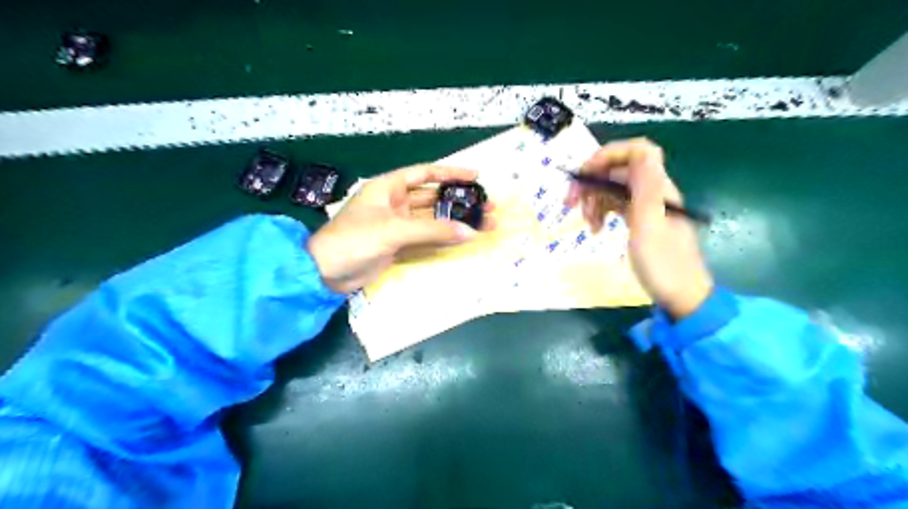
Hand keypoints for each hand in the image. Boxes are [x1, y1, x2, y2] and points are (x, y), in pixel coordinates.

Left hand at [305, 166, 494, 294]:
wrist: (326, 272)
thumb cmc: (354, 240)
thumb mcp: (393, 230)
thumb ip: (431, 230)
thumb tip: (469, 231)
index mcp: (388, 187)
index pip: (425, 173)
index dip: (451, 173)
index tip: (476, 176)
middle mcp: (395, 203)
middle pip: (433, 197)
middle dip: (459, 201)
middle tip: (487, 206)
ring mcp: (398, 225)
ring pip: (432, 219)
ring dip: (455, 221)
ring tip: (483, 224)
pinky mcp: (399, 244)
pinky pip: (426, 237)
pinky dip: (443, 238)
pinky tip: (462, 238)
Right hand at [565, 138, 712, 315]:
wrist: (681, 295)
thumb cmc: (663, 264)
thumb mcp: (649, 226)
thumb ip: (645, 187)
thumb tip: (641, 149)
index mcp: (658, 188)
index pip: (637, 151)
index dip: (609, 154)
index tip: (585, 174)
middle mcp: (652, 191)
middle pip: (618, 170)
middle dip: (591, 181)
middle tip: (570, 203)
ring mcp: (646, 206)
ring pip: (613, 189)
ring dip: (593, 200)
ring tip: (586, 224)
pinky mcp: (640, 220)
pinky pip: (615, 206)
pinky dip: (601, 212)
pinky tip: (595, 229)